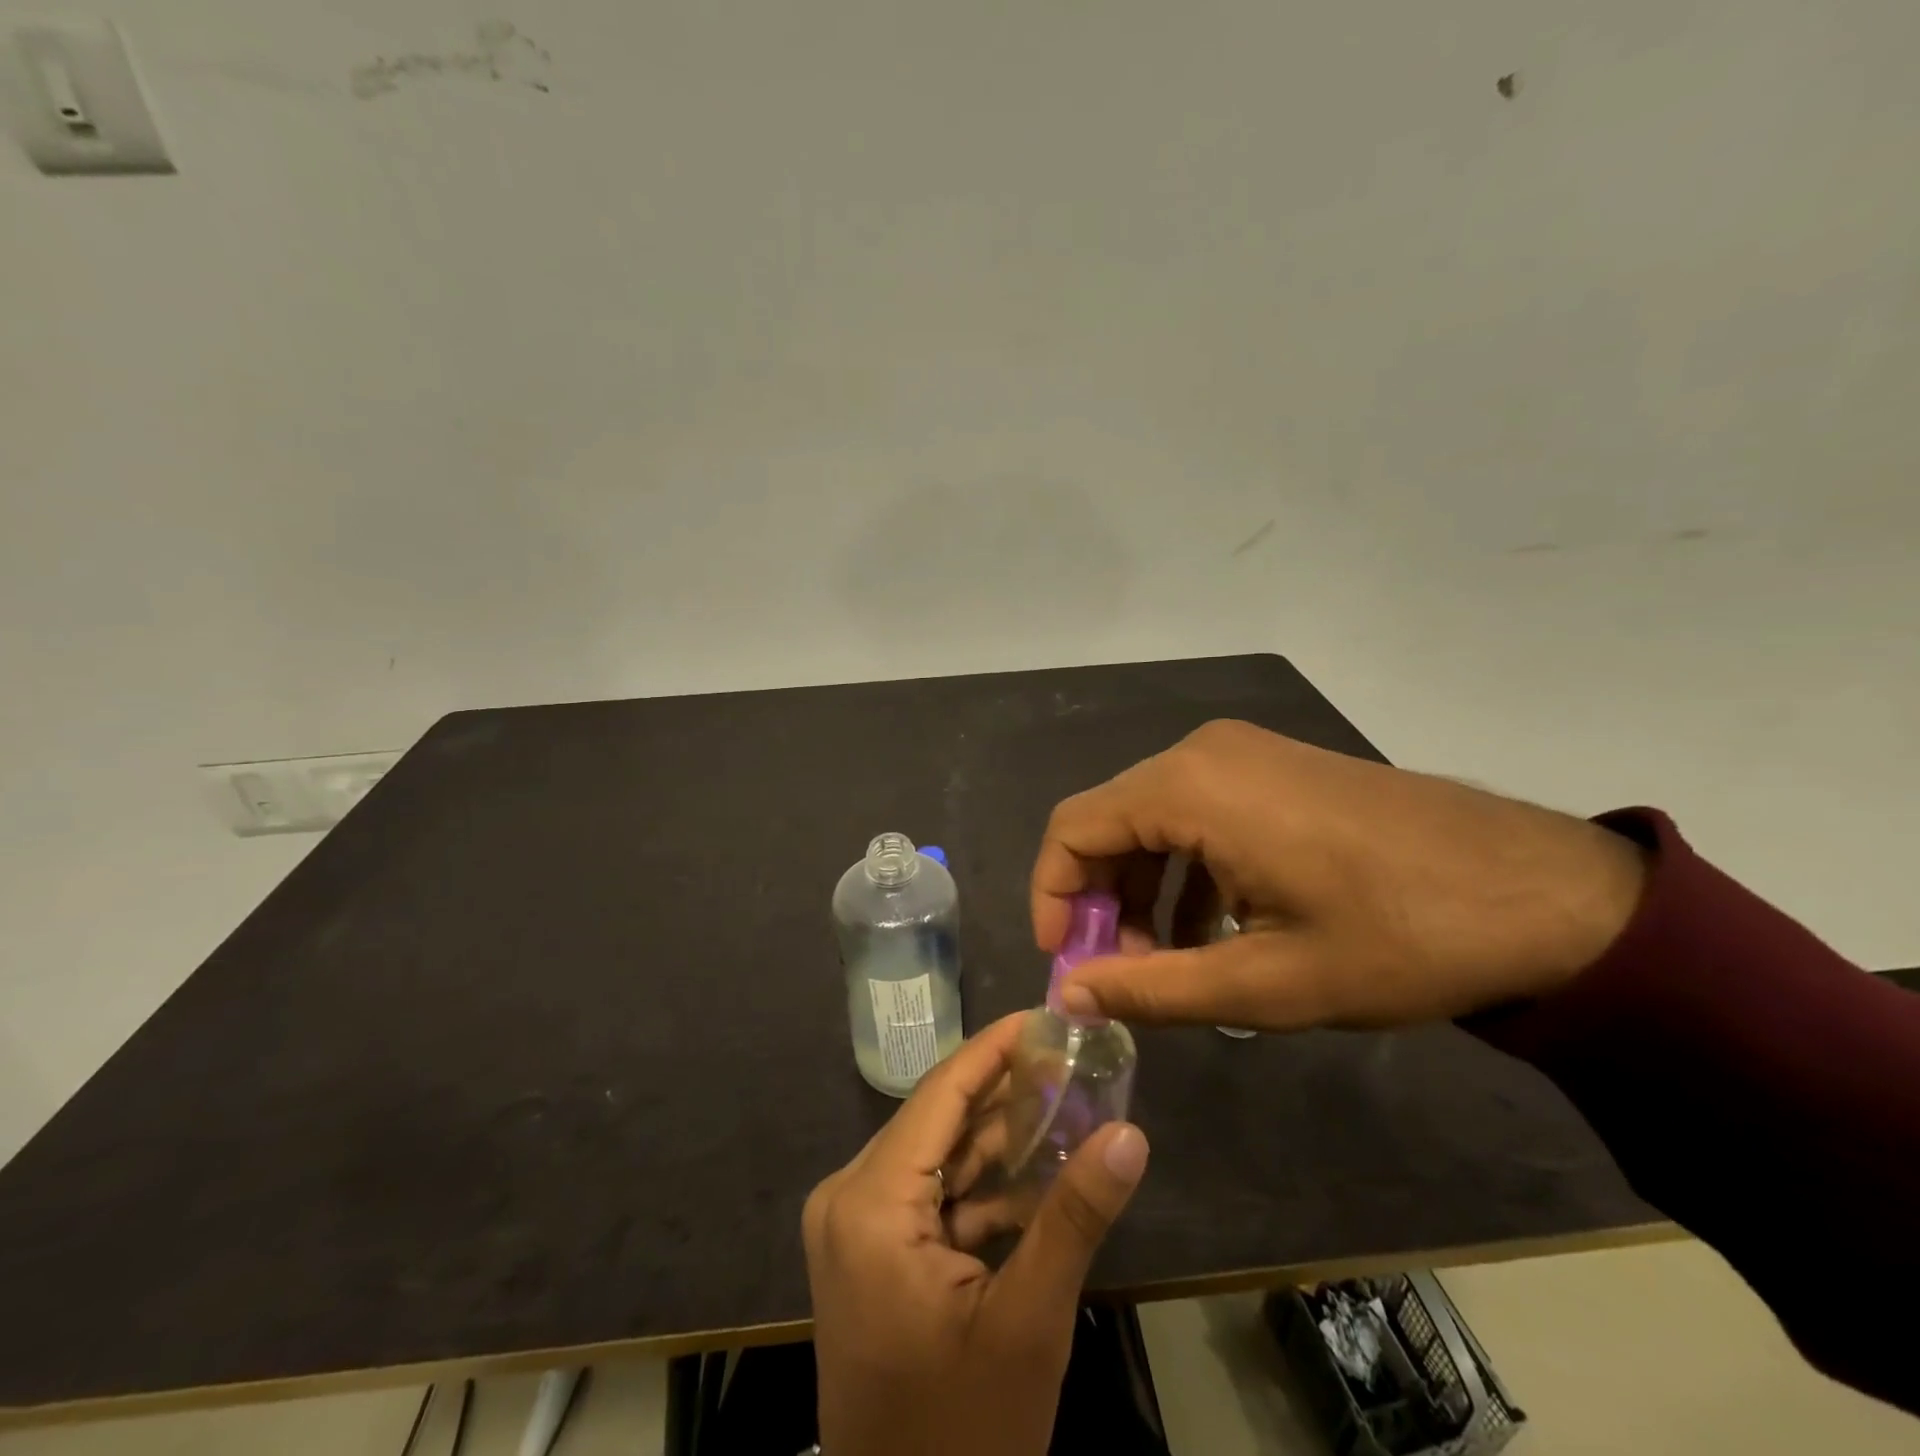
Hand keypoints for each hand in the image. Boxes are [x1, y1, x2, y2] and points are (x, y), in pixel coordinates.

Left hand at [803, 1015, 1149, 1455]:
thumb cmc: (963, 1432)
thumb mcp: (1027, 1323)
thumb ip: (1076, 1217)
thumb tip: (1131, 1134)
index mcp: (870, 1202)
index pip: (941, 1093)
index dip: (994, 1047)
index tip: (1045, 1014)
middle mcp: (850, 1196)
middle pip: (941, 1119)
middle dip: (1008, 1091)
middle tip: (1073, 1059)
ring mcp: (857, 1225)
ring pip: (940, 1155)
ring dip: (1002, 1138)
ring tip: (1069, 1102)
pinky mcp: (871, 1250)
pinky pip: (933, 1194)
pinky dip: (983, 1185)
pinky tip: (1040, 1171)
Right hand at [1030, 719, 1646, 1030]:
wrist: (1547, 894)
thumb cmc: (1399, 939)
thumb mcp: (1267, 983)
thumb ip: (1152, 988)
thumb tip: (1070, 995)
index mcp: (1190, 787)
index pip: (1073, 829)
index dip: (1052, 897)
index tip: (1068, 964)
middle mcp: (1204, 753)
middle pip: (1111, 822)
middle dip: (1100, 901)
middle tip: (1120, 975)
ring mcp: (1243, 754)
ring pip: (1153, 819)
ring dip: (1143, 890)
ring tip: (1168, 963)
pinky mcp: (1274, 768)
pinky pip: (1198, 813)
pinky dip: (1185, 870)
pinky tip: (1216, 928)